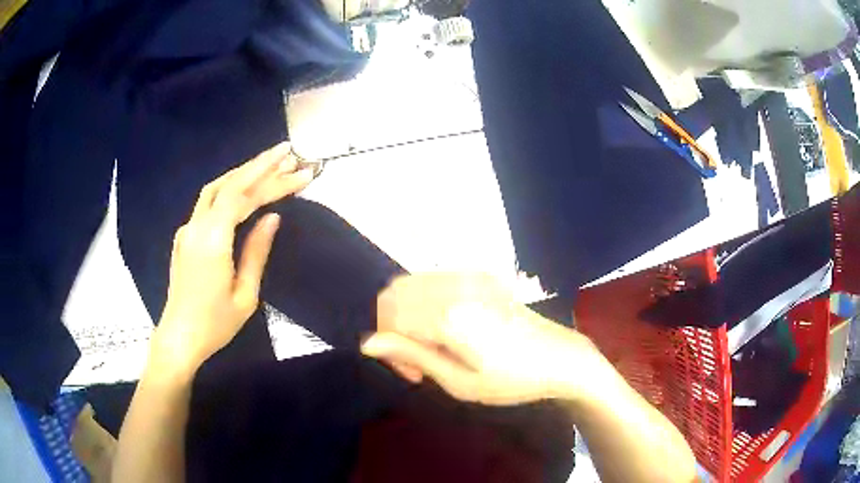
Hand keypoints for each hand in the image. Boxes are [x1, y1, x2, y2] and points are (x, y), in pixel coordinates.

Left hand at [152, 142, 313, 373]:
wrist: (179, 337)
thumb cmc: (215, 324)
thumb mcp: (245, 295)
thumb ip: (257, 252)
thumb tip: (272, 217)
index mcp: (212, 241)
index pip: (242, 195)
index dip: (270, 178)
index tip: (298, 168)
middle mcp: (196, 226)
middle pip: (229, 184)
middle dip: (260, 166)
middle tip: (290, 155)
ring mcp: (187, 229)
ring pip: (215, 188)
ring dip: (243, 173)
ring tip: (271, 164)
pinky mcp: (185, 235)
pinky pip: (208, 203)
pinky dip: (230, 188)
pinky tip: (244, 189)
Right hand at [361, 273, 599, 404]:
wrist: (560, 358)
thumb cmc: (512, 380)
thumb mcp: (458, 381)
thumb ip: (411, 355)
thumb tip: (367, 343)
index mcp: (449, 315)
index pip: (389, 316)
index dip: (389, 346)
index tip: (412, 374)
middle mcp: (454, 286)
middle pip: (394, 293)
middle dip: (393, 327)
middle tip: (419, 362)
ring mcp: (469, 275)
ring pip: (411, 284)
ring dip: (407, 313)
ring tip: (432, 346)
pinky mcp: (480, 275)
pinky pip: (434, 281)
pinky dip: (425, 302)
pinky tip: (446, 328)